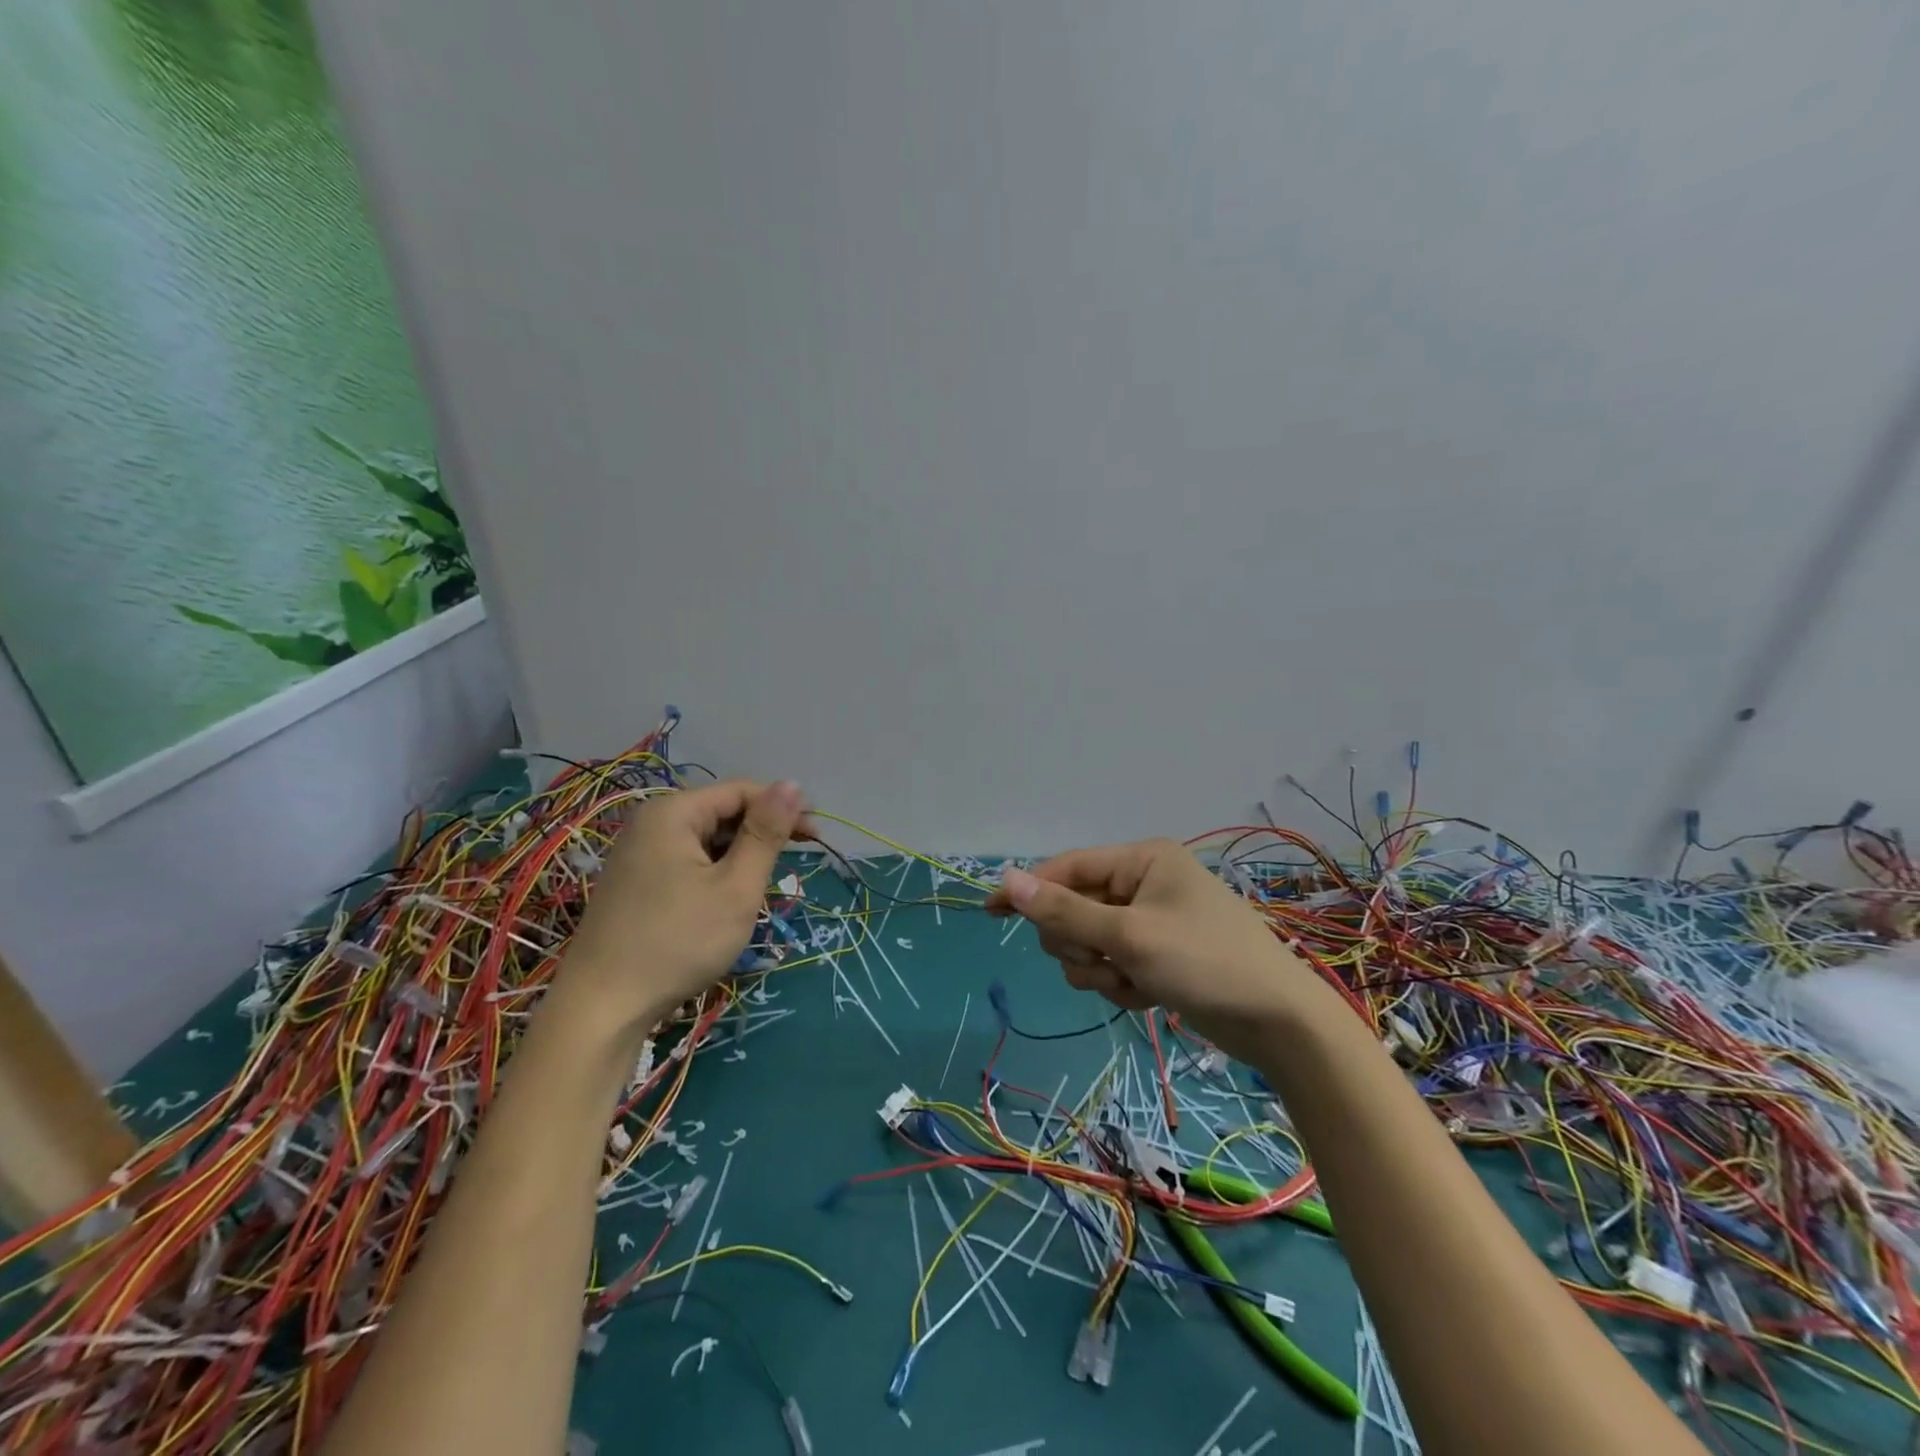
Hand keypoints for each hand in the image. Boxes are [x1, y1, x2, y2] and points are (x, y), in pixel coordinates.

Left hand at [560, 779, 808, 1037]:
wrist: (602, 1009)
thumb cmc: (678, 942)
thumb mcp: (735, 887)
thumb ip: (765, 833)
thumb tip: (793, 783)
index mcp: (673, 813)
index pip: (742, 791)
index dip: (783, 808)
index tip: (818, 836)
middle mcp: (651, 823)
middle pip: (722, 812)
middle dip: (762, 833)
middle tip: (797, 862)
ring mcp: (639, 853)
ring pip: (707, 839)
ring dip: (741, 855)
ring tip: (763, 886)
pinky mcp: (636, 882)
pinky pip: (688, 861)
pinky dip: (717, 872)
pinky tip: (729, 898)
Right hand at [987, 839, 1332, 1062]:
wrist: (1279, 1023)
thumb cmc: (1205, 963)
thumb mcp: (1128, 936)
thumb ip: (1064, 910)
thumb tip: (1007, 879)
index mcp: (1141, 860)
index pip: (1067, 867)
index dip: (1028, 889)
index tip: (988, 913)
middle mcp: (1143, 884)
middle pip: (1073, 908)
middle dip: (1079, 941)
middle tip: (1104, 960)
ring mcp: (1150, 922)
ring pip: (1088, 942)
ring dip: (1098, 969)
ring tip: (1131, 982)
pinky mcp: (1157, 956)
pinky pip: (1112, 965)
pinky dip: (1120, 984)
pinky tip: (1147, 996)